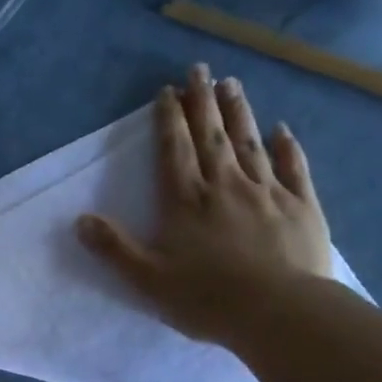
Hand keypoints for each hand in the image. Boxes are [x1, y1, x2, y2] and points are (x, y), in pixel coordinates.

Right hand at [78, 64, 332, 348]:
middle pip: (212, 136)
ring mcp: (268, 192)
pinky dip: (287, 147)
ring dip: (239, 112)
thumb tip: (80, 220)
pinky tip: (282, 130)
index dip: (169, 119)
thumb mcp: (148, 280)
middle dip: (203, 101)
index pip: (174, 150)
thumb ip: (115, 248)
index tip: (167, 91)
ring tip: (232, 84)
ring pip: (250, 142)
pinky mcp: (301, 206)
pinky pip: (293, 168)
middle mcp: (226, 186)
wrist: (279, 312)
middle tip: (200, 69)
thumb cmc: (208, 298)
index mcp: (187, 201)